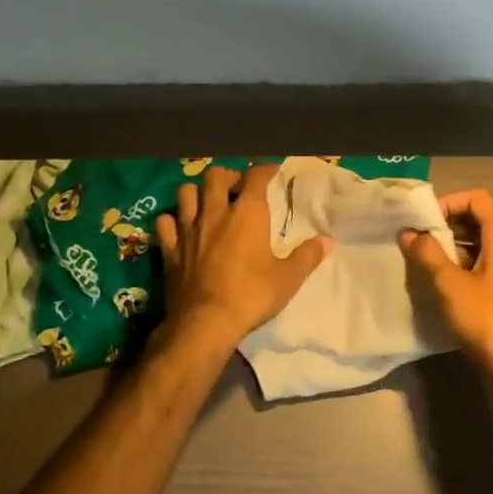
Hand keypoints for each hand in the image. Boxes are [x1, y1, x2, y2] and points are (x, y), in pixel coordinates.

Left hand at [156, 164, 331, 347]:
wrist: (205, 323)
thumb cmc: (251, 295)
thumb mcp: (288, 278)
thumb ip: (308, 256)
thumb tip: (327, 241)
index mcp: (248, 213)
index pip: (256, 176)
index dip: (264, 170)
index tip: (272, 172)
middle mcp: (216, 213)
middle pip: (215, 176)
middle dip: (227, 176)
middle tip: (237, 188)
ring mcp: (189, 230)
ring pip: (185, 193)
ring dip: (197, 193)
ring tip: (207, 203)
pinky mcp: (170, 250)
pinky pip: (165, 223)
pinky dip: (172, 220)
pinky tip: (180, 227)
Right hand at [399, 188, 492, 373]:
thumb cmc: (489, 319)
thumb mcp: (451, 284)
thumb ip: (428, 255)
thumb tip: (409, 232)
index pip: (478, 198)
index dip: (449, 202)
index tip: (423, 222)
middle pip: (479, 222)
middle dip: (447, 228)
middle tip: (418, 244)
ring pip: (481, 250)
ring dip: (453, 253)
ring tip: (423, 267)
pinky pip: (485, 273)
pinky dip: (463, 273)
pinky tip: (441, 291)